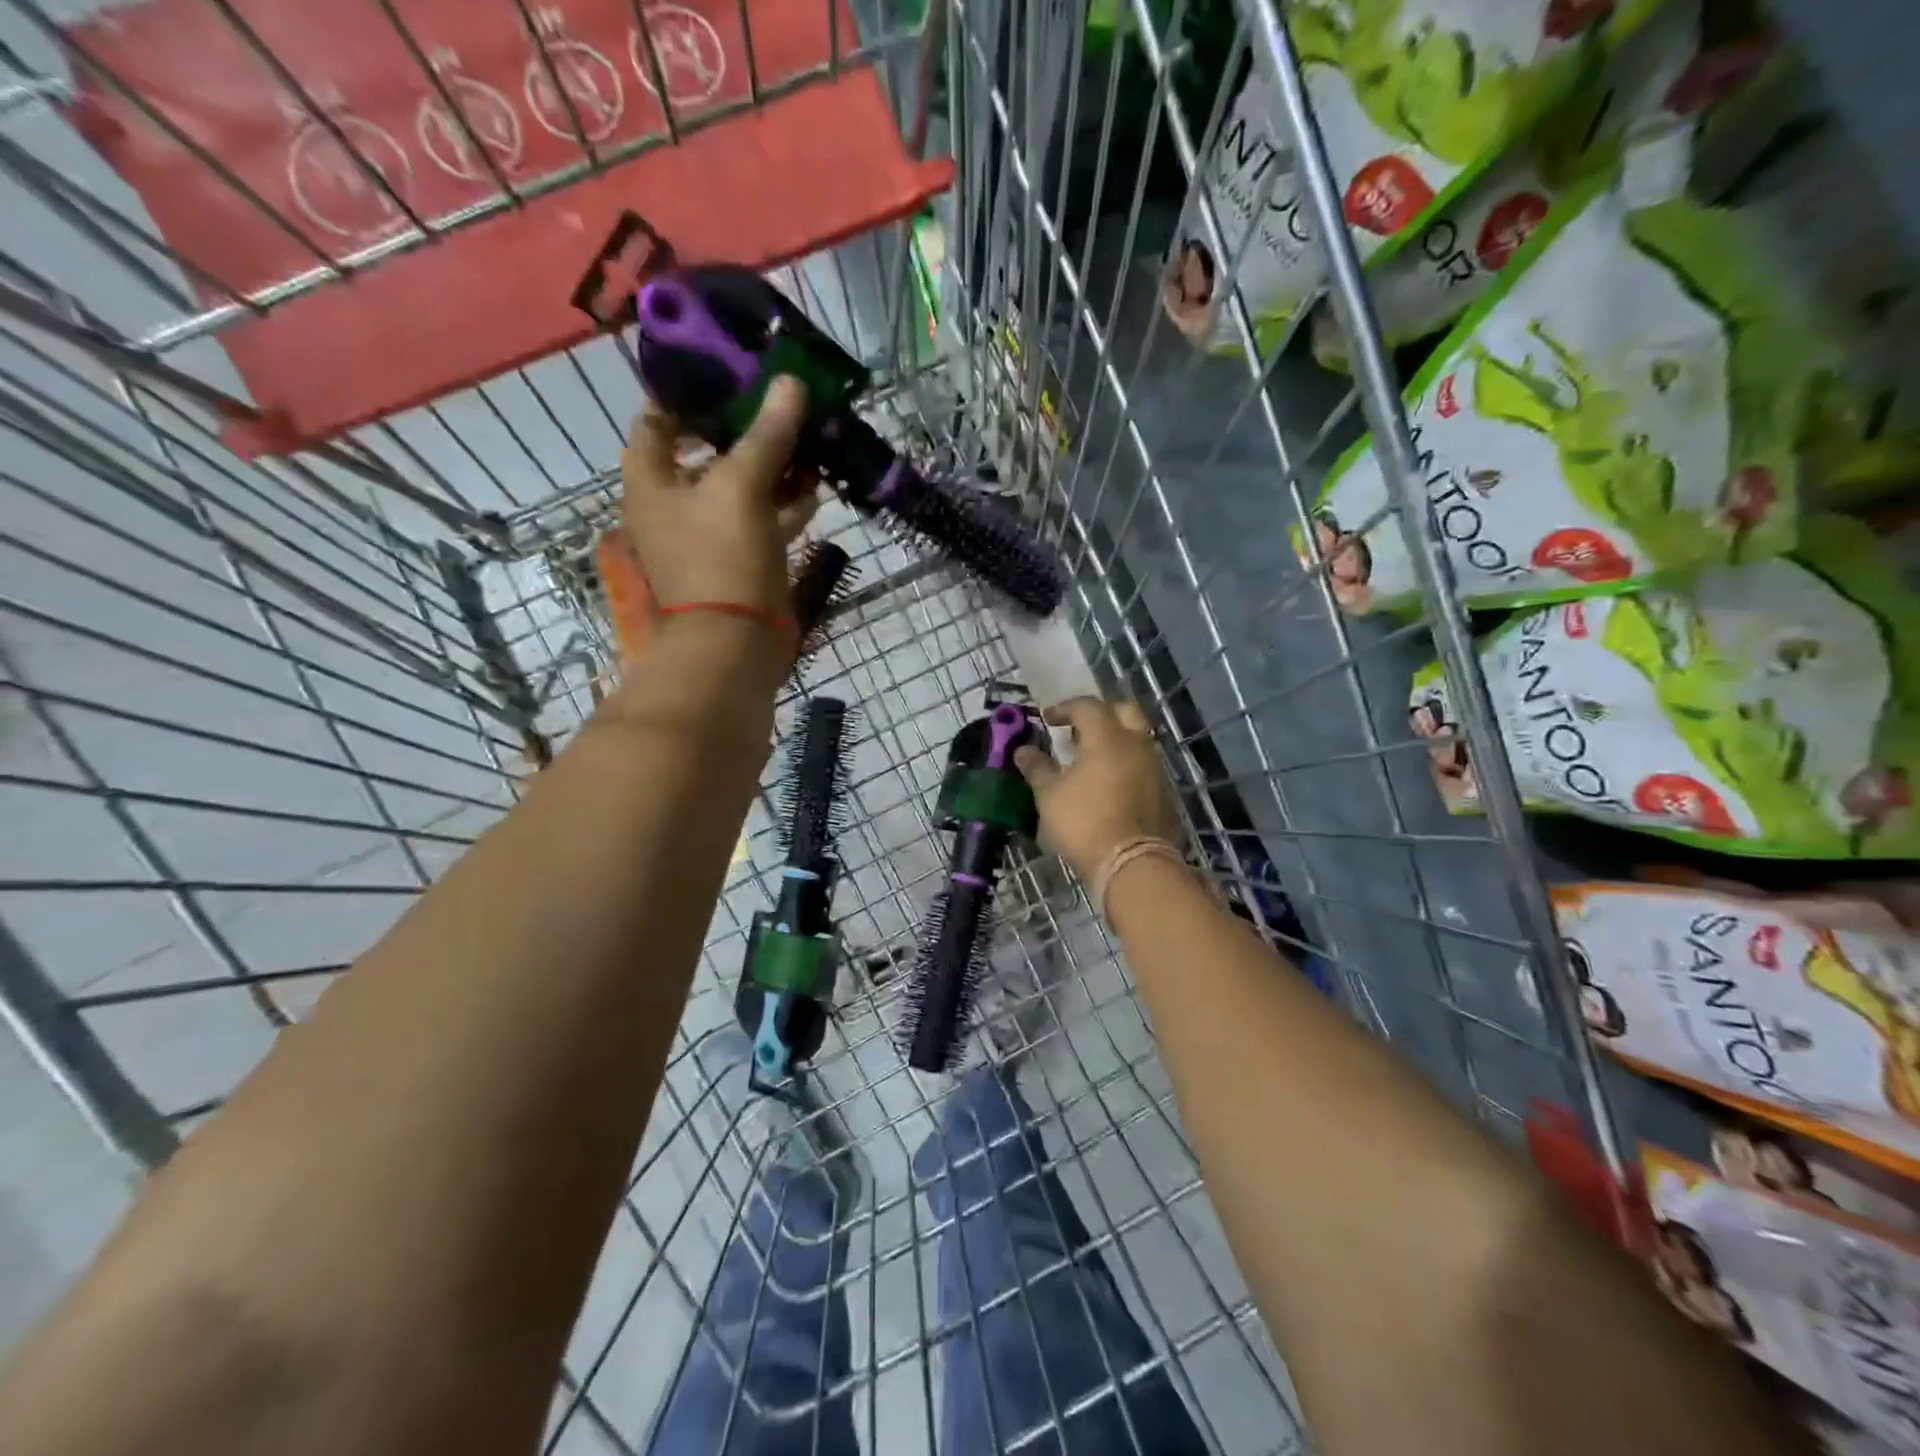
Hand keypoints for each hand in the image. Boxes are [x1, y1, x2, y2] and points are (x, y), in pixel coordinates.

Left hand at [622, 376, 823, 616]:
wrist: (737, 643)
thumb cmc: (721, 557)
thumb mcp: (741, 486)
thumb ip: (766, 434)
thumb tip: (791, 382)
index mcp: (651, 481)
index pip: (657, 420)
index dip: (687, 394)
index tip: (727, 372)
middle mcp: (675, 504)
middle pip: (706, 452)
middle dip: (743, 428)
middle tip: (781, 402)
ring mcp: (711, 535)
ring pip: (742, 487)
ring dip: (773, 465)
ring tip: (808, 437)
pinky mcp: (743, 559)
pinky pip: (763, 519)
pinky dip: (786, 503)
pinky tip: (816, 485)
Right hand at [1014, 697, 1183, 879]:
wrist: (1133, 864)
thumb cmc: (1085, 823)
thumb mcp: (1050, 796)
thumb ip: (1037, 768)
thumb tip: (1023, 751)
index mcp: (1107, 737)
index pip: (1087, 706)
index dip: (1065, 708)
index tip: (1048, 719)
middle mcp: (1136, 743)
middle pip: (1124, 710)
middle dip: (1100, 713)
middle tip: (1078, 728)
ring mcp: (1155, 766)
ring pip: (1138, 737)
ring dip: (1116, 738)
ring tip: (1092, 757)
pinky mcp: (1165, 790)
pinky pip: (1145, 762)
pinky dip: (1127, 762)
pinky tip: (1111, 782)